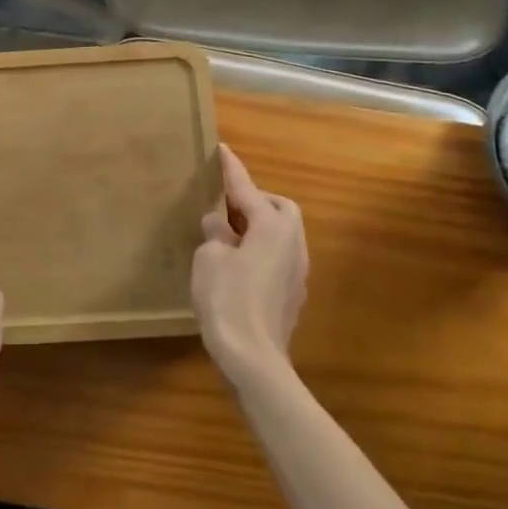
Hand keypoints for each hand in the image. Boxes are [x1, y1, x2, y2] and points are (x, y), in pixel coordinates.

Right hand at [192, 145, 308, 385]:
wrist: (254, 359)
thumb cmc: (228, 299)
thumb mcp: (210, 258)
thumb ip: (216, 234)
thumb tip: (220, 226)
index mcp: (271, 226)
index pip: (246, 188)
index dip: (231, 168)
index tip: (222, 149)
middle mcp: (292, 242)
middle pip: (279, 208)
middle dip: (256, 200)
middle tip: (227, 204)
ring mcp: (297, 271)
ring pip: (283, 233)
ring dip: (259, 227)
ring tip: (230, 233)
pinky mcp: (293, 294)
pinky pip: (279, 257)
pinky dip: (262, 249)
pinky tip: (239, 264)